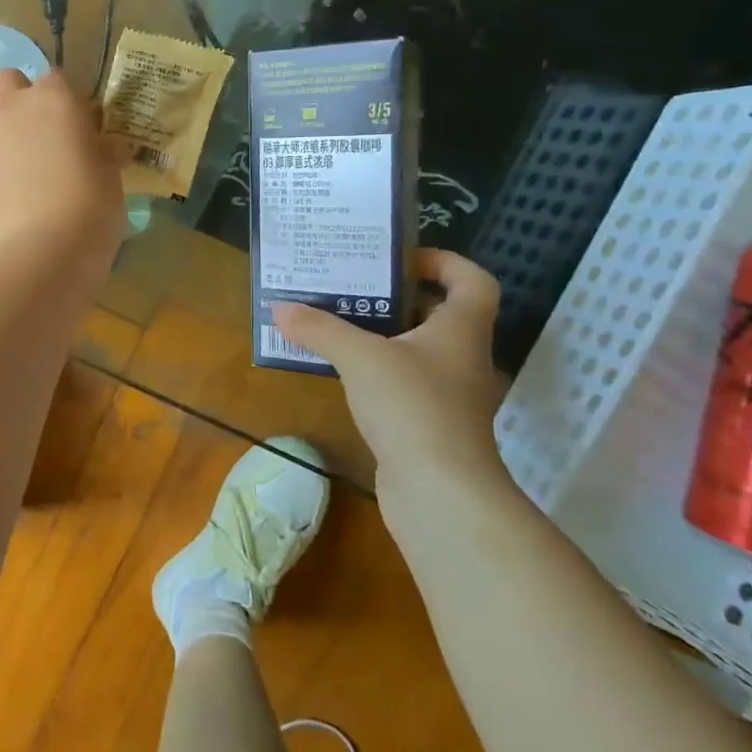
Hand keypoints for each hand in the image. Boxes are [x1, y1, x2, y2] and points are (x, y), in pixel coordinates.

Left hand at [0, 68, 125, 267]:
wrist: (42, 256)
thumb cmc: (90, 208)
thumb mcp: (110, 173)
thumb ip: (99, 148)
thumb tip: (100, 146)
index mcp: (51, 98)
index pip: (57, 79)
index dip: (67, 102)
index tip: (77, 128)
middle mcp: (6, 109)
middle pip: (8, 83)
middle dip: (21, 102)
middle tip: (40, 139)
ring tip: (17, 174)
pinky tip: (1, 205)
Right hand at [273, 250, 509, 501]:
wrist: (440, 493)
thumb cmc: (412, 407)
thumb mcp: (360, 357)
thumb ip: (320, 329)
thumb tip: (280, 308)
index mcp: (460, 330)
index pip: (472, 280)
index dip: (444, 261)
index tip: (398, 258)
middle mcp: (461, 357)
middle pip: (438, 313)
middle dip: (396, 296)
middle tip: (351, 284)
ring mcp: (447, 394)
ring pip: (415, 349)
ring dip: (380, 334)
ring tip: (334, 321)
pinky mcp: (428, 423)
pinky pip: (401, 382)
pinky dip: (374, 370)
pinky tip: (340, 370)